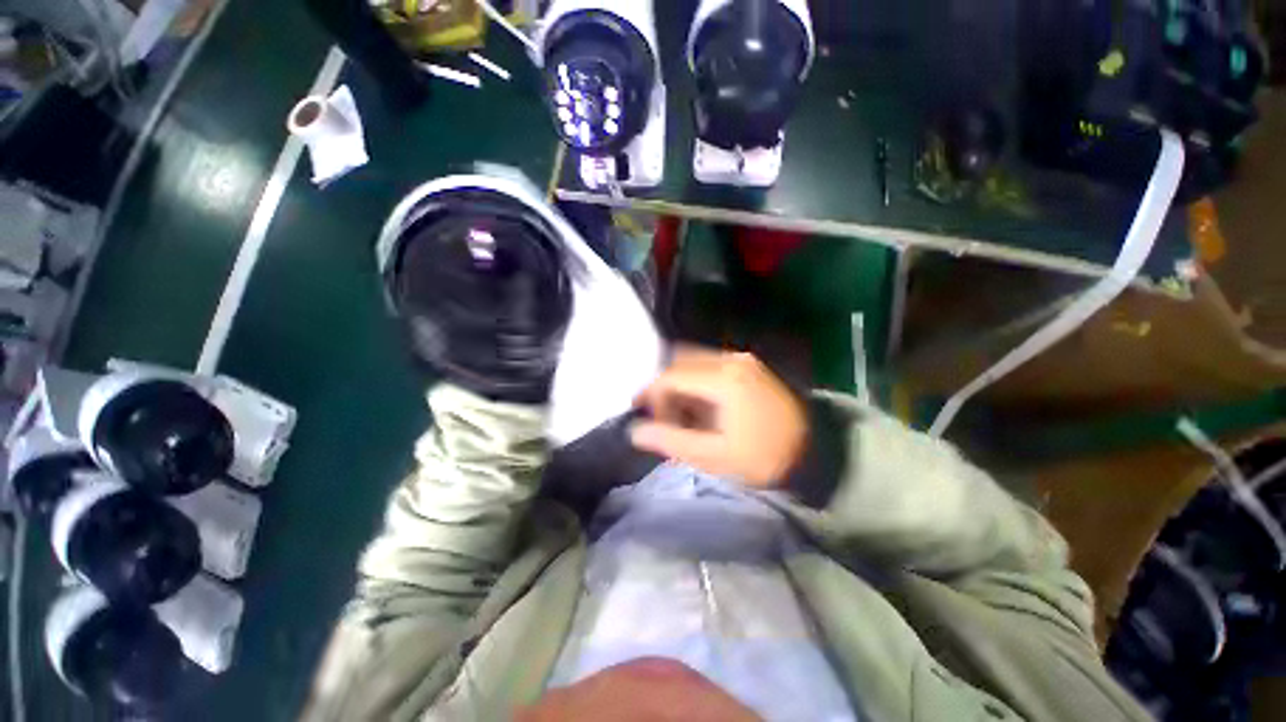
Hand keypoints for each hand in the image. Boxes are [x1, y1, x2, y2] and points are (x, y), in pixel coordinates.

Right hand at [629, 347, 805, 487]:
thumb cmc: (765, 457)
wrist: (816, 450)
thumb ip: (672, 441)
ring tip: (677, 411)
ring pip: (693, 360)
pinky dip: (694, 380)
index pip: (671, 376)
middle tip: (658, 412)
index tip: (639, 412)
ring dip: (678, 381)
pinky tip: (697, 404)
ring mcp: (741, 359)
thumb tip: (635, 431)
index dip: (649, 393)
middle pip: (680, 360)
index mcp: (724, 380)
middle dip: (663, 385)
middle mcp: (731, 359)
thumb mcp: (716, 457)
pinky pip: (708, 364)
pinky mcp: (747, 364)